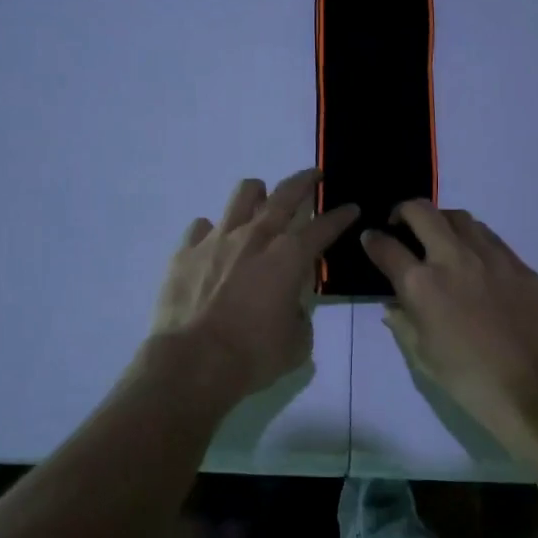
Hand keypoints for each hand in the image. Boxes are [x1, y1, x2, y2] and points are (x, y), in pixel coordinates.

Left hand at [150, 170, 359, 401]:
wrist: (192, 361)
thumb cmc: (253, 355)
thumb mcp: (297, 343)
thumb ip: (299, 316)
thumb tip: (289, 306)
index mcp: (289, 258)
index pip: (323, 227)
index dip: (340, 216)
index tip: (351, 208)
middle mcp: (255, 237)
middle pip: (284, 195)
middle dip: (304, 181)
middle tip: (314, 176)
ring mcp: (217, 239)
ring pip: (241, 195)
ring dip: (257, 193)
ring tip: (261, 198)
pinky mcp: (186, 251)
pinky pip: (202, 227)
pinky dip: (213, 231)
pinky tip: (215, 244)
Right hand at [362, 201, 537, 440]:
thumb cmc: (472, 382)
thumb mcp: (424, 358)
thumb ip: (404, 324)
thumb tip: (394, 305)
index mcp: (422, 285)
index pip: (386, 247)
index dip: (372, 240)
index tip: (370, 238)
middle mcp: (453, 258)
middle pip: (421, 211)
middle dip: (403, 212)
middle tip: (401, 225)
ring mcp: (491, 257)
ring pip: (459, 217)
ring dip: (440, 221)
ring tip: (439, 238)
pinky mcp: (520, 264)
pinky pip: (490, 238)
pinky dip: (473, 239)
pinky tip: (475, 259)